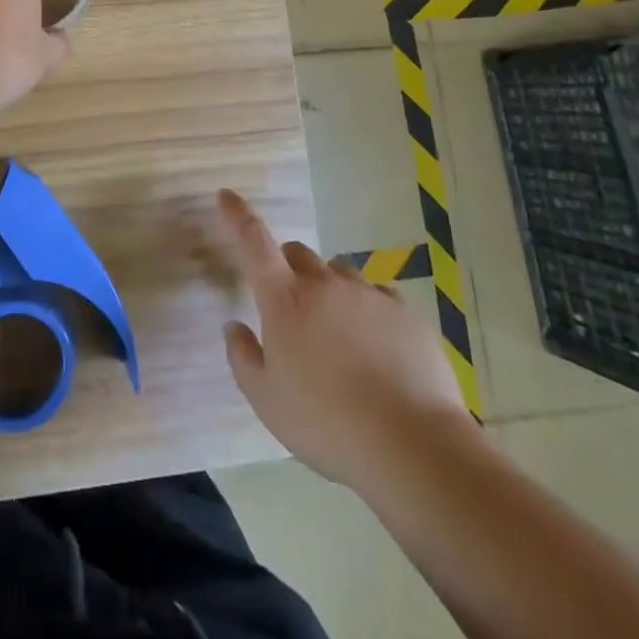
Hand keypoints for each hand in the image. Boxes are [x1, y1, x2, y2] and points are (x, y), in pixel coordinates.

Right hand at [220, 189, 470, 490]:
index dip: (238, 215)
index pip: (254, 241)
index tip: (227, 195)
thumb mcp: (267, 401)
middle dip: (289, 269)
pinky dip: (368, 310)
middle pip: (299, 253)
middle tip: (292, 308)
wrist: (411, 443)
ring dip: (330, 290)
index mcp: (285, 298)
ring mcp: (368, 294)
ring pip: (339, 274)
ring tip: (338, 335)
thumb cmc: (326, 423)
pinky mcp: (405, 312)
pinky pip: (378, 296)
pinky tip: (376, 347)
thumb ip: (243, 358)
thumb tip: (234, 327)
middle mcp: (324, 284)